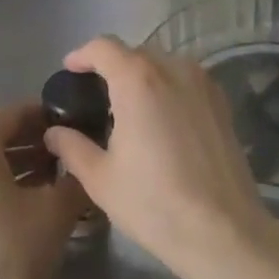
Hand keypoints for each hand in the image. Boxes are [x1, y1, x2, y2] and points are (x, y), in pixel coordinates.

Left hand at [0, 102, 86, 278]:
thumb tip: (83, 157)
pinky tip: (28, 200)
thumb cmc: (12, 256)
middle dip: (33, 140)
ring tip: (54, 175)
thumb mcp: (56, 211)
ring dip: (17, 163)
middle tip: (67, 150)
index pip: (13, 114)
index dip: (44, 115)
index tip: (72, 123)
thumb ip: (74, 175)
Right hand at [42, 37, 275, 278]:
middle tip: (96, 97)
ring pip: (164, 65)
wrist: (223, 231)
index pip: (104, 47)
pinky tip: (161, 122)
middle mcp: (173, 69)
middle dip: (112, 67)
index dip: (82, 55)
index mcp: (138, 79)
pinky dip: (168, 89)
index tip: (70, 70)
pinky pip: (186, 82)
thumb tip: (55, 132)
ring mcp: (202, 83)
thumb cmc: (154, 203)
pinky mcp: (221, 102)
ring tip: (129, 110)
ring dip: (142, 77)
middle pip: (135, 53)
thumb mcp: (100, 178)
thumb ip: (72, 147)